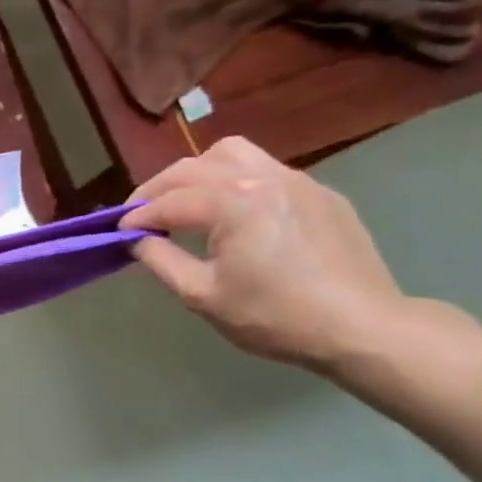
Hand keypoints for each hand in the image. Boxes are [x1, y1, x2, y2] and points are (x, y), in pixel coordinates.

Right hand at [125, 137, 404, 368]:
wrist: (364, 328)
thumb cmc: (276, 316)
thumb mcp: (203, 295)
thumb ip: (160, 260)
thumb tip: (137, 239)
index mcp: (232, 202)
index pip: (168, 201)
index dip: (136, 217)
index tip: (118, 232)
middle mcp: (262, 178)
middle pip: (191, 168)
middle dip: (157, 189)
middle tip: (141, 215)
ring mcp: (296, 180)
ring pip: (231, 153)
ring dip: (197, 171)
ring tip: (186, 199)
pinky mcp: (320, 192)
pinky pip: (266, 170)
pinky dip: (235, 181)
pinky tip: (235, 212)